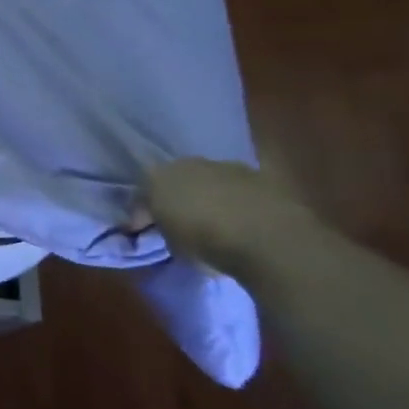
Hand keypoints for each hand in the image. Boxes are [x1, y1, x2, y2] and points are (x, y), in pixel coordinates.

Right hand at [138, 158, 321, 274]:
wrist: (268, 237)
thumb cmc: (206, 242)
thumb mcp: (172, 244)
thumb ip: (165, 230)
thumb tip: (168, 229)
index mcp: (157, 177)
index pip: (141, 193)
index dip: (141, 214)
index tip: (143, 232)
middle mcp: (188, 164)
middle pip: (175, 181)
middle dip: (174, 198)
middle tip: (177, 222)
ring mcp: (227, 166)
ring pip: (208, 181)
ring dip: (207, 197)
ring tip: (213, 220)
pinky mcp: (261, 175)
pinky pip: (239, 188)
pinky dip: (236, 200)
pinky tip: (240, 219)